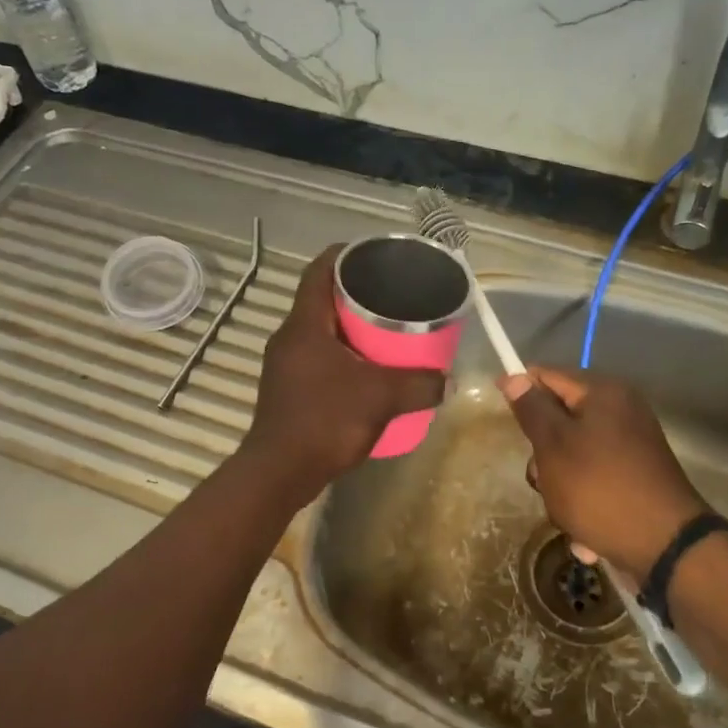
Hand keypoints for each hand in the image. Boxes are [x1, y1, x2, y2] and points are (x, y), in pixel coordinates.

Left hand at [242, 245, 446, 499]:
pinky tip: (367, 370)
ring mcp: (285, 363)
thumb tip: (447, 380)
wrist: (280, 472)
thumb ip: (419, 385)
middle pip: (322, 298)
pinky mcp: (288, 387)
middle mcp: (290, 337)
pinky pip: (318, 355)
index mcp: (305, 324)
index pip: (320, 270)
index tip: (375, 254)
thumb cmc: (325, 422)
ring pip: (321, 330)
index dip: (345, 254)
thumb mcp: (381, 398)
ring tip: (387, 330)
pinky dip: (343, 353)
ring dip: (350, 326)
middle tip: (392, 295)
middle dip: (356, 293)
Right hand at [499, 366, 710, 578]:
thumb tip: (515, 376)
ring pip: (573, 456)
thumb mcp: (554, 446)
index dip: (520, 390)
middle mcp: (621, 412)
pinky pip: (594, 480)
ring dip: (560, 487)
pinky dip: (584, 503)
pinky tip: (586, 534)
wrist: (666, 546)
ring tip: (567, 515)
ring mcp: (631, 446)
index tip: (499, 412)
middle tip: (542, 479)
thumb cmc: (600, 488)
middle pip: (560, 421)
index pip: (548, 376)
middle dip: (542, 455)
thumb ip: (532, 409)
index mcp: (603, 394)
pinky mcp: (636, 477)